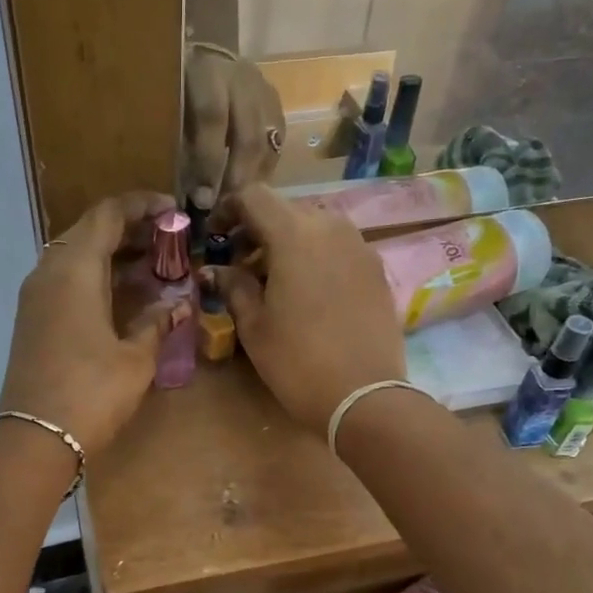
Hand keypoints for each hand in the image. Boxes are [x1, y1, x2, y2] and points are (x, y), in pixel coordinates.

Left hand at [0, 193, 187, 455]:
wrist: (36, 437)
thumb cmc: (92, 392)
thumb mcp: (136, 358)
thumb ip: (157, 323)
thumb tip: (178, 305)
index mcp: (75, 269)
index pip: (108, 214)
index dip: (143, 206)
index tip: (175, 212)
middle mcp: (49, 272)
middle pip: (90, 231)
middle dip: (131, 231)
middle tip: (169, 243)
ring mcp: (36, 296)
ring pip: (76, 257)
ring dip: (113, 255)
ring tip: (153, 268)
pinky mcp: (33, 319)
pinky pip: (66, 281)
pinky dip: (96, 278)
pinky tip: (123, 297)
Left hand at [183, 46, 284, 206]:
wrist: (203, 57)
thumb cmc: (176, 91)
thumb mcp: (166, 109)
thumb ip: (176, 145)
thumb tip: (181, 197)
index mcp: (206, 72)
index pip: (212, 119)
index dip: (208, 162)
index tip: (202, 200)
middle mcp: (241, 78)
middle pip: (248, 136)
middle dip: (236, 178)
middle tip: (225, 209)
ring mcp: (263, 90)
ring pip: (267, 143)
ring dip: (253, 178)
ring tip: (238, 204)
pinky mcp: (276, 104)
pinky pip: (276, 143)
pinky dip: (264, 169)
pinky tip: (252, 188)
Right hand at [206, 187, 405, 430]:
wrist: (364, 395)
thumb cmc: (297, 361)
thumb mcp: (254, 326)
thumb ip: (233, 287)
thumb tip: (216, 271)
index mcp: (294, 235)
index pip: (254, 197)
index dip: (229, 210)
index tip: (216, 236)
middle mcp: (331, 228)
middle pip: (286, 210)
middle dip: (259, 229)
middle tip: (241, 264)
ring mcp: (360, 247)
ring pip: (316, 227)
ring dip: (289, 243)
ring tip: (275, 280)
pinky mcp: (377, 270)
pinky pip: (339, 248)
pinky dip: (316, 258)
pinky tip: (308, 294)